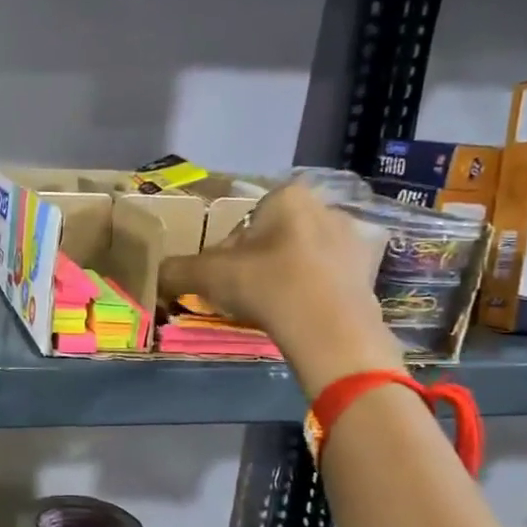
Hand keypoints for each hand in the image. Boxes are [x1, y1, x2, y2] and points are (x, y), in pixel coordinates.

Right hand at [159, 179, 403, 396]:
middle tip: (242, 293)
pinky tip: (298, 317)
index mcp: (288, 197)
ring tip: (270, 309)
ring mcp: (353, 241)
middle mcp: (325, 208)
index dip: (227, 250)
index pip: (245, 219)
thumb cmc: (267, 286)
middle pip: (275, 236)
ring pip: (302, 257)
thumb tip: (157, 274)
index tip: (220, 277)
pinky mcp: (369, 273)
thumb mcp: (207, 276)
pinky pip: (327, 279)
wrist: (331, 330)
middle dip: (258, 261)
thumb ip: (177, 270)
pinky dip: (310, 294)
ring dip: (284, 277)